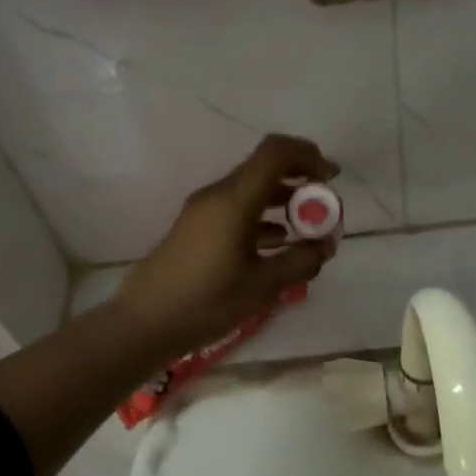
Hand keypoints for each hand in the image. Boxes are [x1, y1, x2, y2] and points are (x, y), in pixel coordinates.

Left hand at [111, 135, 340, 361]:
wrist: (144, 323)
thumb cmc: (206, 303)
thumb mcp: (262, 286)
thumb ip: (300, 261)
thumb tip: (326, 246)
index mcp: (234, 200)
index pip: (276, 152)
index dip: (309, 155)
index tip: (331, 180)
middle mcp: (218, 195)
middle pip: (265, 169)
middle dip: (301, 182)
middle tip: (323, 209)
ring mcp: (203, 211)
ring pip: (251, 190)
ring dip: (282, 202)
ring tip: (306, 232)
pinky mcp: (196, 228)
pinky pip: (237, 209)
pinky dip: (263, 218)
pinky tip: (277, 246)